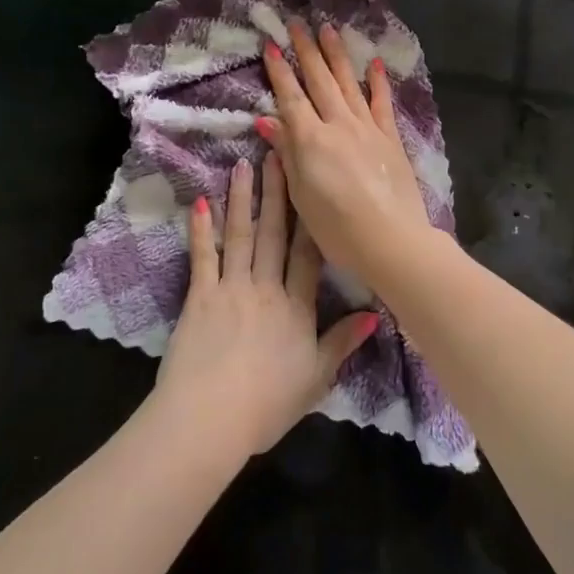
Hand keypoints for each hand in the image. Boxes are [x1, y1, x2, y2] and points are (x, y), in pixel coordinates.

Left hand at [155, 154, 377, 457]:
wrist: (210, 419)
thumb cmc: (267, 405)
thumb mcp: (316, 378)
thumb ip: (342, 343)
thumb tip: (375, 315)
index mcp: (297, 308)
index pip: (308, 255)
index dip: (311, 218)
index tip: (312, 184)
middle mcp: (266, 288)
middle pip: (274, 234)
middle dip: (278, 194)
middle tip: (278, 155)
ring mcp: (231, 289)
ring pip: (241, 236)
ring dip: (243, 199)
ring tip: (243, 165)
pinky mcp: (199, 297)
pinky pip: (203, 257)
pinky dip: (202, 229)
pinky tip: (201, 202)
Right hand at [257, 19, 435, 281]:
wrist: (391, 239)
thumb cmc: (337, 227)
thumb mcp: (301, 194)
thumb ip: (286, 153)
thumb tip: (266, 120)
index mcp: (311, 140)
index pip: (291, 97)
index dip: (280, 71)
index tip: (271, 46)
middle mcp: (338, 124)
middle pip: (320, 81)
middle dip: (307, 51)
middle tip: (297, 23)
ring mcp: (368, 128)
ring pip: (349, 84)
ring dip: (337, 55)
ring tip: (328, 30)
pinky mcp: (390, 138)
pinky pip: (382, 103)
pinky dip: (377, 82)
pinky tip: (374, 64)